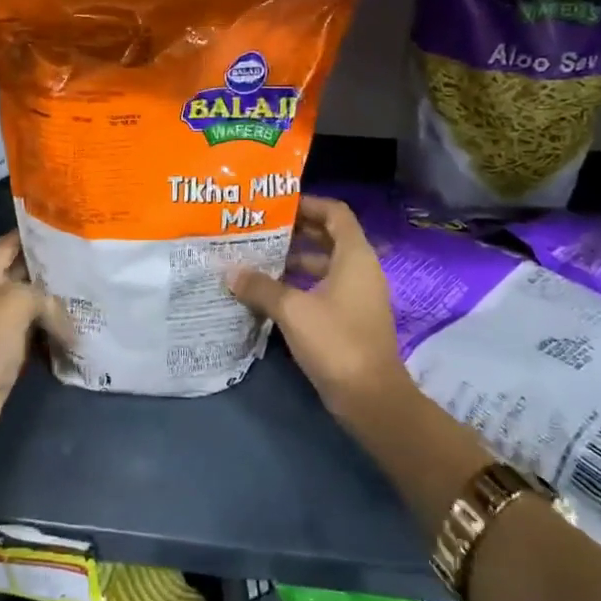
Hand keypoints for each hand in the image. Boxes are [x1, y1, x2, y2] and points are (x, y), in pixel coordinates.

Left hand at [0, 232, 69, 443]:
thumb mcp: (19, 301)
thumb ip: (47, 299)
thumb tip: (69, 325)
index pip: (8, 244)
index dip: (31, 233)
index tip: (62, 226)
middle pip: (22, 275)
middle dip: (50, 269)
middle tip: (84, 261)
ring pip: (31, 307)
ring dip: (55, 304)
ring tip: (87, 292)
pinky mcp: (7, 352)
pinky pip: (35, 334)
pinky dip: (53, 332)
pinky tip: (77, 328)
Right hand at [228, 195, 408, 422]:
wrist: (371, 397)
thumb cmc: (336, 341)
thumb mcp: (292, 310)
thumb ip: (260, 287)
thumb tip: (229, 272)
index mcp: (355, 257)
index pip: (335, 213)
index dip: (309, 204)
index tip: (277, 204)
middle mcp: (361, 270)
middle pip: (329, 237)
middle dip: (296, 231)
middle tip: (260, 229)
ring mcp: (358, 296)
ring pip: (326, 265)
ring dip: (295, 260)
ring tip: (258, 258)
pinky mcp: (351, 319)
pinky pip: (325, 288)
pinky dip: (301, 284)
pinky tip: (271, 292)